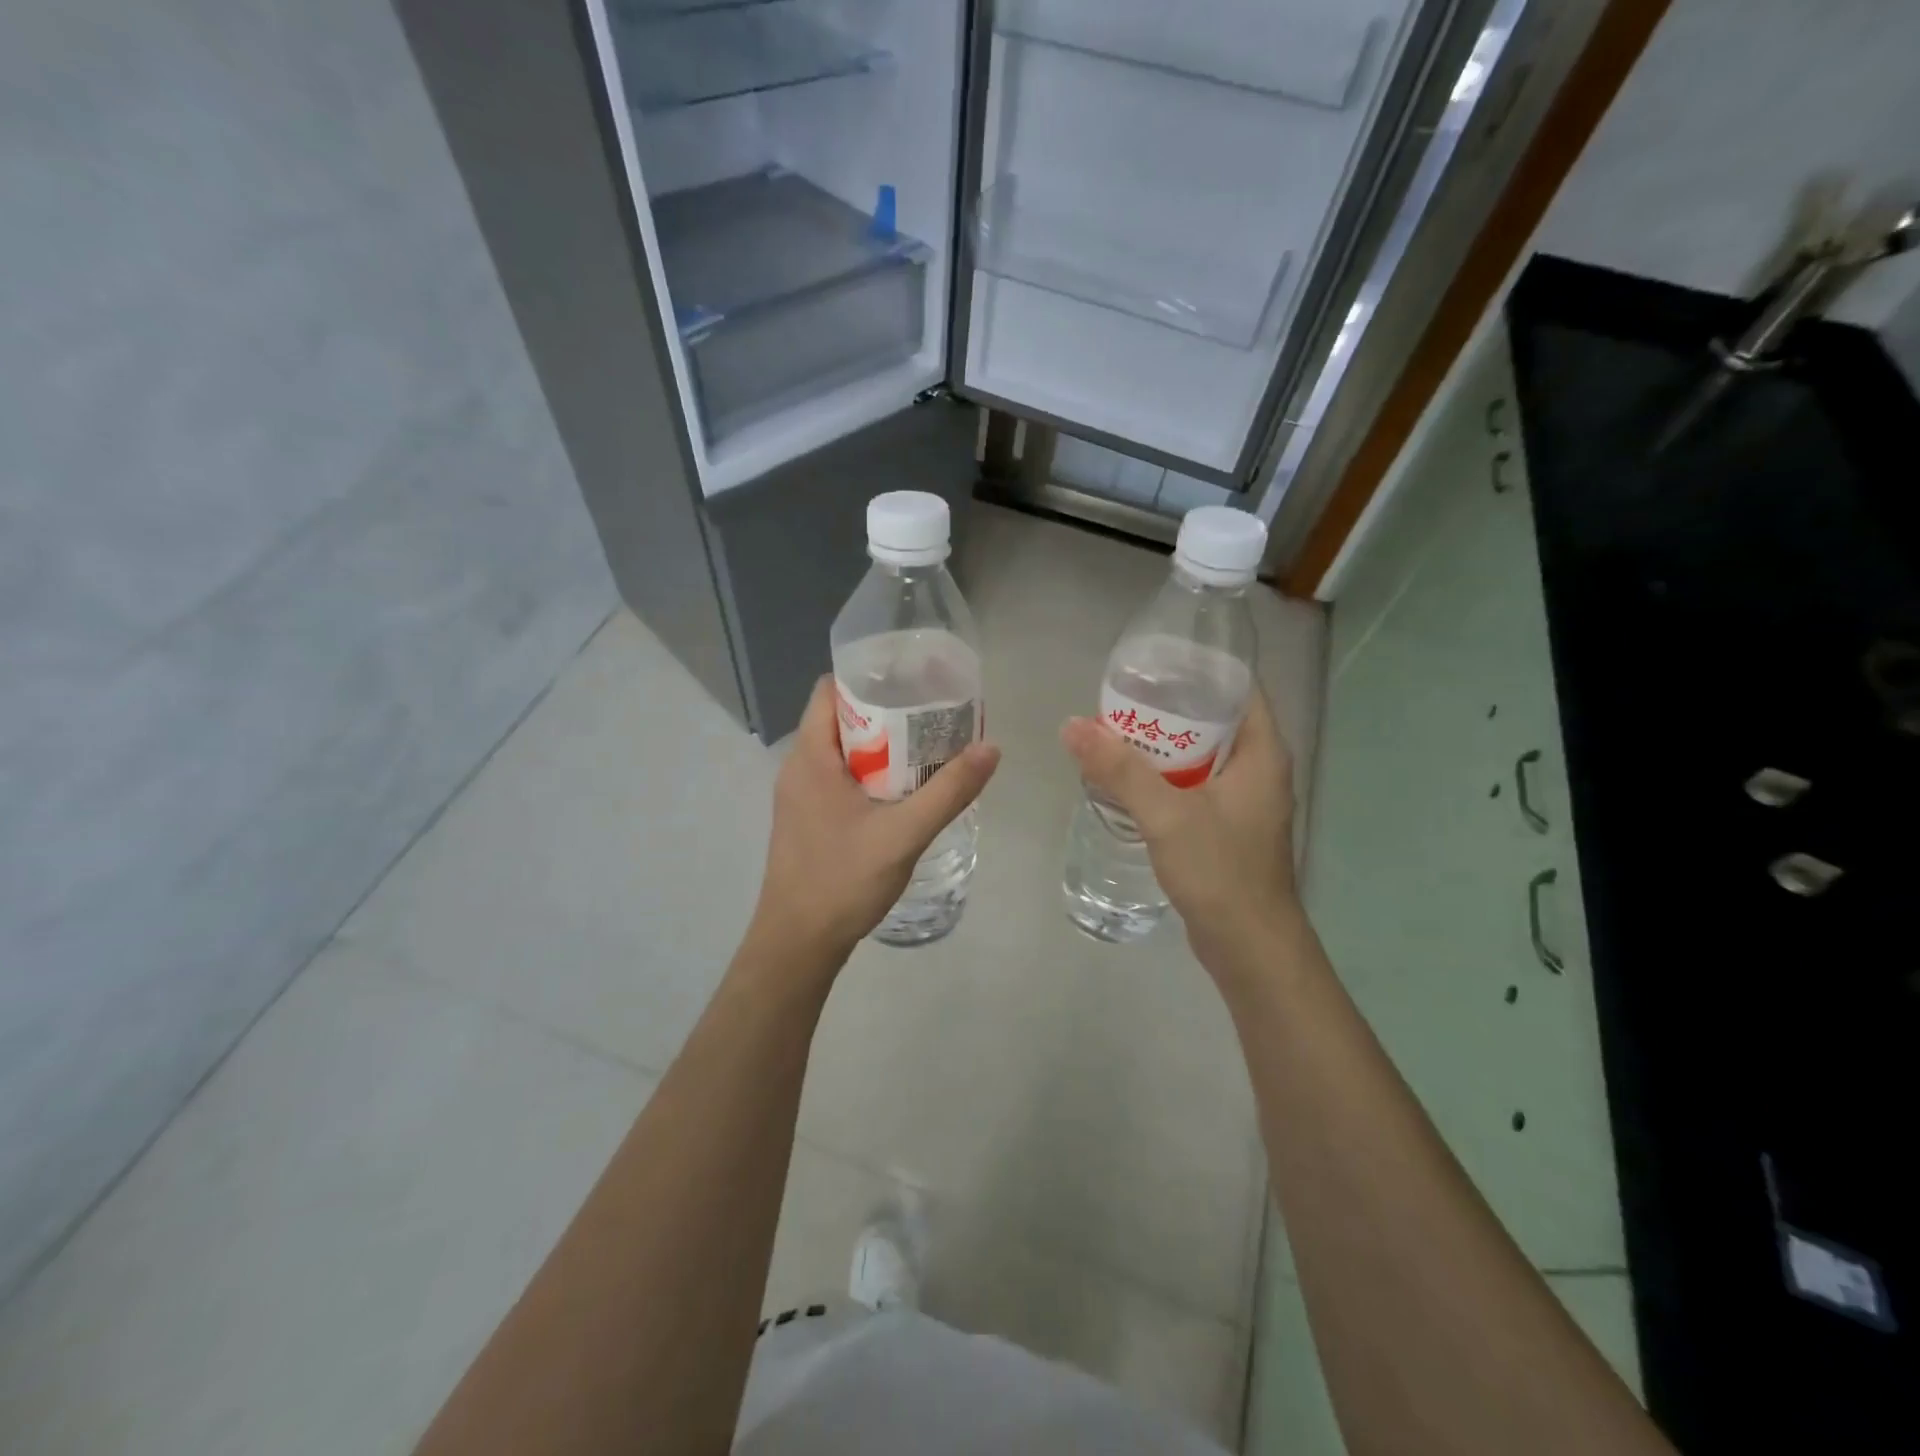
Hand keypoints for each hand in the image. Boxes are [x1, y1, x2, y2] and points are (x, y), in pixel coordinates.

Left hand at [752, 677, 999, 963]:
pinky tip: (901, 791)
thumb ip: (949, 791)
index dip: (869, 677)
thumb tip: (990, 748)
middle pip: (840, 719)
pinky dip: (869, 773)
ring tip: (926, 747)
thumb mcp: (904, 834)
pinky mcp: (806, 818)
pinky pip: (838, 778)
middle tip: (932, 714)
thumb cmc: (843, 880)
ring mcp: (799, 795)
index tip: (911, 679)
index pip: (831, 690)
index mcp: (811, 756)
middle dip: (885, 712)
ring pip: (841, 752)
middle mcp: (798, 767)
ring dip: (880, 746)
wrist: (797, 943)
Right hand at [1061, 690, 1296, 972]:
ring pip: (1202, 755)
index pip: (1238, 688)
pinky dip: (1167, 776)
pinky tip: (1131, 778)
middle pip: (1215, 720)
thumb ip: (1119, 769)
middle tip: (1124, 696)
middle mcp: (1259, 769)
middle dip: (1171, 706)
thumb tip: (1072, 725)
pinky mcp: (1227, 826)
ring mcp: (1244, 800)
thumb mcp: (1166, 814)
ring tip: (1118, 730)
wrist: (1249, 946)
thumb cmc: (1220, 870)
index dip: (1200, 669)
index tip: (1154, 662)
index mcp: (1262, 752)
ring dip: (1165, 744)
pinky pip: (1195, 785)